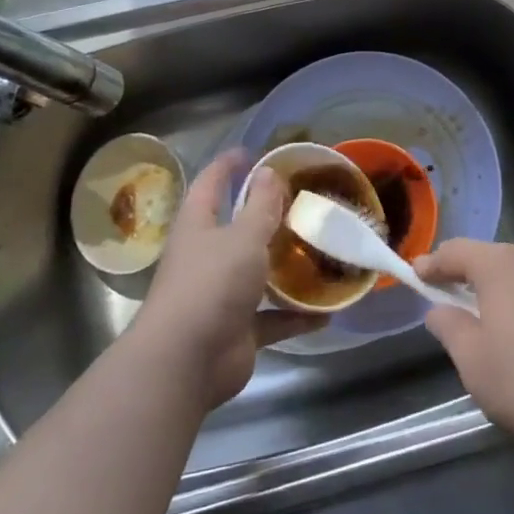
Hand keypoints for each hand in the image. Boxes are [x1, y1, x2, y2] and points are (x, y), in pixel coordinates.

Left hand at [130, 152, 324, 408]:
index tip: (251, 152)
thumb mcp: (244, 236)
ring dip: (285, 266)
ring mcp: (220, 295)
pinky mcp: (237, 329)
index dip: (228, 165)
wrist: (186, 361)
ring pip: (257, 273)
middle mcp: (206, 256)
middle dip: (266, 216)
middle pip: (236, 228)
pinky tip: (327, 311)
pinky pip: (272, 317)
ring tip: (320, 252)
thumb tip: (268, 172)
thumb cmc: (212, 283)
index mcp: (199, 225)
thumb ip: (260, 206)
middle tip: (302, 202)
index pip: (210, 183)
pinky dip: (297, 314)